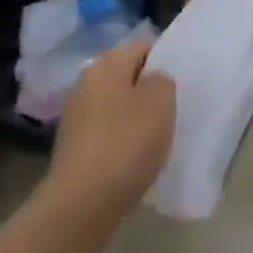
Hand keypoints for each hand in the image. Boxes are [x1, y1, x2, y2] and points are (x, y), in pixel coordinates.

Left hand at [46, 39, 175, 221]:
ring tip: (155, 139)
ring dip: (135, 118)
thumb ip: (163, 80)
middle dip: (148, 91)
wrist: (81, 204)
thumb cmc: (126, 144)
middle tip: (171, 111)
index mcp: (106, 65)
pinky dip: (121, 141)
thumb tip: (152, 81)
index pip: (142, 48)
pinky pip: (106, 133)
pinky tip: (134, 160)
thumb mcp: (161, 102)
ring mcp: (76, 116)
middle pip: (127, 77)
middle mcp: (86, 83)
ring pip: (117, 106)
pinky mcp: (73, 147)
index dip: (164, 62)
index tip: (180, 86)